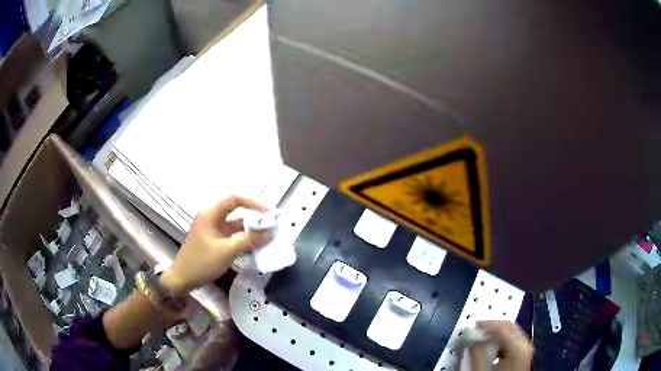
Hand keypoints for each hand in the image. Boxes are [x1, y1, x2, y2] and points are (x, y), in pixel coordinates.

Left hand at [160, 195, 272, 293]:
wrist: (183, 278)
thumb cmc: (202, 262)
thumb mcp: (227, 251)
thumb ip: (248, 240)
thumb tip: (269, 234)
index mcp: (211, 213)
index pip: (235, 199)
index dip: (253, 203)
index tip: (269, 213)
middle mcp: (212, 217)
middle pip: (237, 210)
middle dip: (255, 217)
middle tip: (272, 225)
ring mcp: (213, 229)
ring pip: (236, 224)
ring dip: (251, 230)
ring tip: (268, 236)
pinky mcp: (215, 240)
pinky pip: (233, 235)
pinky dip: (244, 239)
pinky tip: (256, 246)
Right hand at [467, 321, 532, 370]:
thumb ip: (476, 353)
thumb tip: (469, 337)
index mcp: (517, 348)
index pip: (501, 328)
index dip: (485, 326)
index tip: (471, 328)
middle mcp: (525, 346)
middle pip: (508, 327)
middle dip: (491, 327)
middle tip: (476, 330)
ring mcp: (525, 351)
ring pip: (512, 333)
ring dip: (496, 333)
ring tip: (482, 339)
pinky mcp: (523, 356)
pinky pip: (513, 341)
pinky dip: (502, 340)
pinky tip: (492, 347)